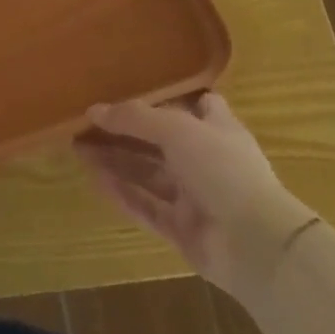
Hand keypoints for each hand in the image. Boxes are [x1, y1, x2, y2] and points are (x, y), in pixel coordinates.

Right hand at [75, 93, 317, 301]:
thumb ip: (133, 117)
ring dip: (116, 160)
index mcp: (217, 130)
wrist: (256, 245)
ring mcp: (195, 197)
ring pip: (148, 174)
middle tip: (84, 122)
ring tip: (77, 147)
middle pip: (160, 141)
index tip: (134, 88)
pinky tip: (95, 179)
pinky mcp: (182, 229)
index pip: (198, 105)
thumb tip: (93, 109)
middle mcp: (206, 161)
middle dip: (124, 131)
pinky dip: (122, 193)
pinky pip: (146, 206)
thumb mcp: (176, 128)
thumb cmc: (222, 169)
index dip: (171, 97)